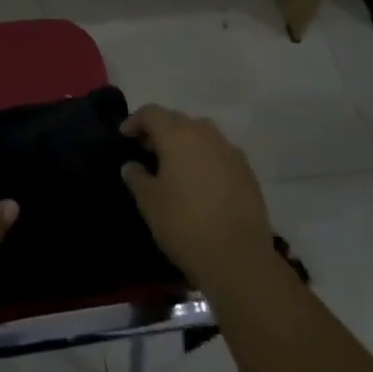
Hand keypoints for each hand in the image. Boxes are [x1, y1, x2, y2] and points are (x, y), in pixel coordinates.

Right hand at [120, 104, 273, 292]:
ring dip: (184, 143)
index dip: (135, 121)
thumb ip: (136, 177)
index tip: (124, 137)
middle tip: (146, 151)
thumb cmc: (184, 225)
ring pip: (202, 134)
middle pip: (177, 120)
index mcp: (178, 135)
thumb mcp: (149, 203)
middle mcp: (206, 134)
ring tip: (174, 166)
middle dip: (160, 131)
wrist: (239, 259)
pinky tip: (200, 182)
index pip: (152, 113)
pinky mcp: (248, 172)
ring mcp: (231, 152)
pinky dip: (205, 159)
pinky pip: (220, 153)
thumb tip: (132, 165)